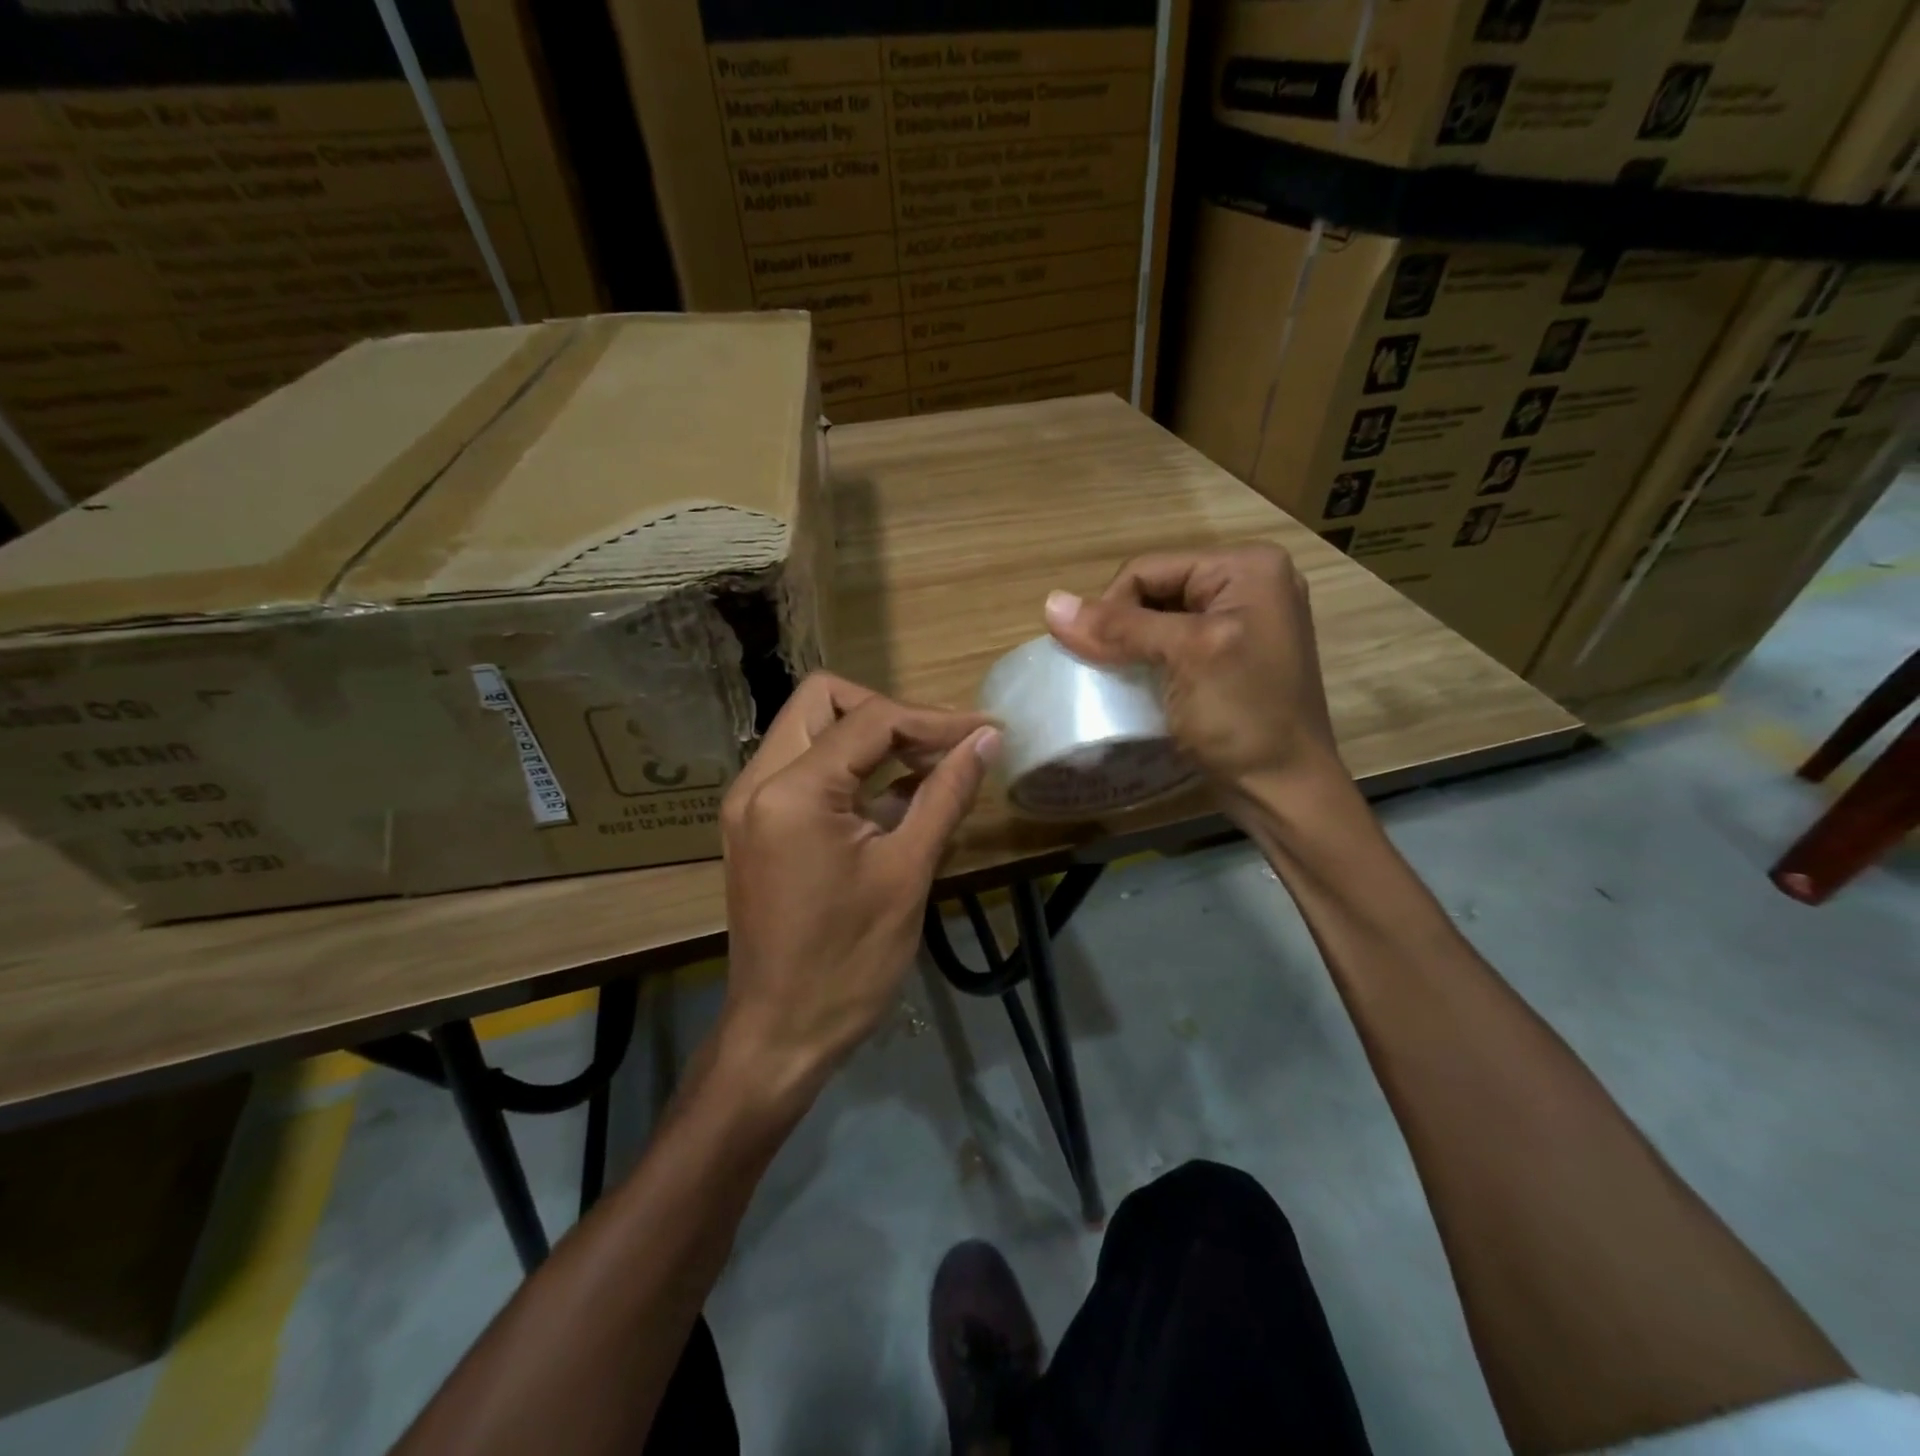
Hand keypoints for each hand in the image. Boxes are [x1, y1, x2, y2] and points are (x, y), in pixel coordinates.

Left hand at [717, 673, 998, 1100]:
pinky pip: (804, 769)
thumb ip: (946, 794)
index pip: (870, 719)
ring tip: (929, 767)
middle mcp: (758, 781)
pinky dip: (850, 768)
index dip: (935, 720)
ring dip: (870, 738)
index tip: (985, 731)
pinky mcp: (756, 826)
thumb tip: (986, 740)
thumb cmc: (849, 961)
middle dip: (889, 713)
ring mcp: (750, 803)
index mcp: (792, 790)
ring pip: (811, 730)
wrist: (781, 1035)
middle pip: (823, 701)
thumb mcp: (908, 872)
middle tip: (941, 745)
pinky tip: (897, 796)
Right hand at [1043, 544, 1342, 795]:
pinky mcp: (1233, 656)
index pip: (1148, 569)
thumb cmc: (1243, 716)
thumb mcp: (1184, 657)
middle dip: (1124, 627)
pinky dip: (1150, 661)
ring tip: (1119, 678)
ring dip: (1132, 647)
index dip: (1111, 607)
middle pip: (1154, 590)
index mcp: (1248, 567)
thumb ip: (1119, 627)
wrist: (1284, 790)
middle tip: (1107, 669)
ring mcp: (1244, 622)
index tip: (1095, 655)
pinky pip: (1176, 644)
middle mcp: (1249, 583)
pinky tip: (1141, 684)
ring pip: (1160, 619)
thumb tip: (1049, 603)